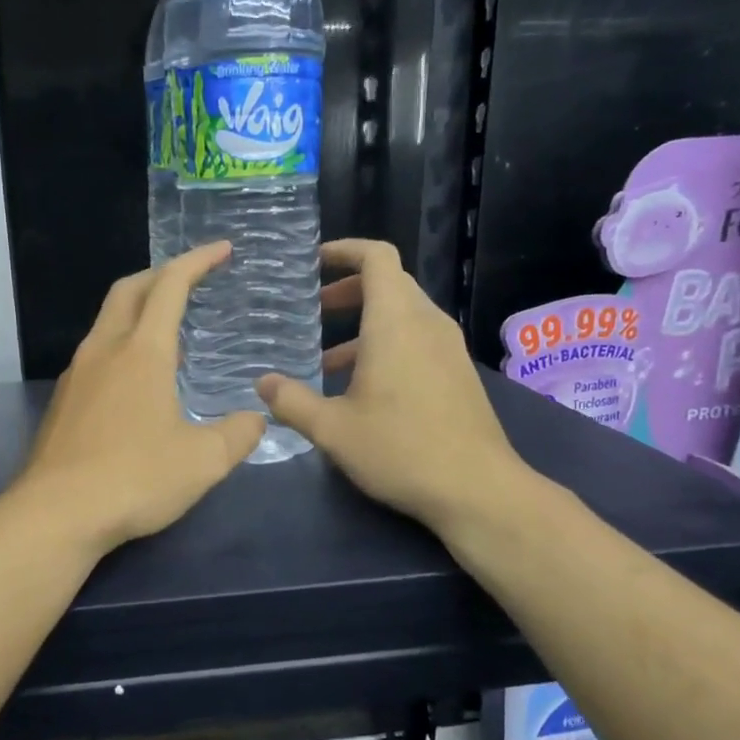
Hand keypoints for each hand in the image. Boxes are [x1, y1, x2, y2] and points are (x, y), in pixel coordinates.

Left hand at [11, 242, 265, 554]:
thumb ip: (238, 434)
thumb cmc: (135, 479)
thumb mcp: (204, 461)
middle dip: (161, 275)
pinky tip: (137, 384)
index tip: (222, 249)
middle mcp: (104, 351)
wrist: (56, 514)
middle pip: (129, 290)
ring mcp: (76, 375)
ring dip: (139, 313)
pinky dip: (121, 348)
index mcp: (143, 352)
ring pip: (107, 323)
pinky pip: (95, 356)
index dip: (198, 261)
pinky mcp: (62, 403)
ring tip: (171, 336)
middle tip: (191, 281)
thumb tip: (256, 419)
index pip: (171, 286)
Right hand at [256, 239, 531, 534]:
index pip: (377, 258)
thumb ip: (291, 401)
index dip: (345, 250)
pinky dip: (386, 346)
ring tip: (326, 361)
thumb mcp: (332, 429)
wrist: (476, 489)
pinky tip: (363, 390)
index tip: (314, 263)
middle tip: (313, 311)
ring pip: (403, 315)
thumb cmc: (400, 449)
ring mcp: (448, 348)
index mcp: (395, 322)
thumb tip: (262, 384)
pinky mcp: (458, 373)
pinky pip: (418, 340)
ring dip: (365, 325)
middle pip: (390, 283)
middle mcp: (427, 323)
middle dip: (349, 290)